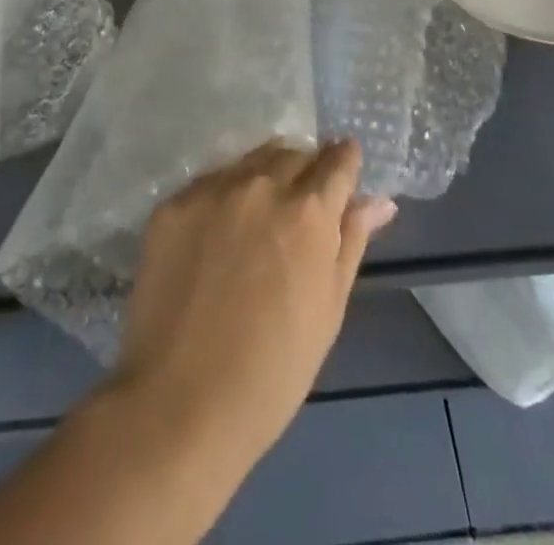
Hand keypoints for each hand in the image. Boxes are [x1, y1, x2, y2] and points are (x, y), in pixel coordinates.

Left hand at [110, 140, 397, 462]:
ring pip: (250, 160)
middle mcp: (262, 184)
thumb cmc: (274, 369)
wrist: (181, 401)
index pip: (337, 160)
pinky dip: (223, 197)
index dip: (345, 163)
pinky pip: (210, 182)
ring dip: (264, 176)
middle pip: (293, 153)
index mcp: (309, 210)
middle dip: (305, 171)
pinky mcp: (173, 203)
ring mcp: (213, 189)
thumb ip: (351, 241)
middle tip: (299, 211)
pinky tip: (217, 235)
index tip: (344, 172)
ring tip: (259, 219)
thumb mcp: (329, 308)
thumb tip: (379, 200)